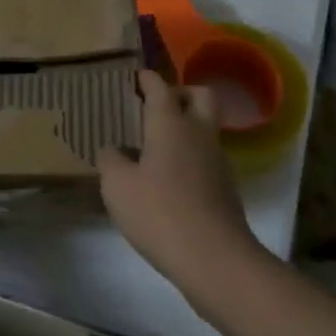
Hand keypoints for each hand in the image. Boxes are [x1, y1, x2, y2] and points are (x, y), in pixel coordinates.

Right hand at [97, 70, 265, 306]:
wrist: (214, 259)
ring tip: (155, 144)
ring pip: (205, 127)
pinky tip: (167, 177)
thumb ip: (110, 160)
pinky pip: (206, 156)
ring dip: (185, 126)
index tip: (136, 76)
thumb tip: (112, 149)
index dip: (147, 79)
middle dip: (180, 92)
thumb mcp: (117, 186)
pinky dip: (189, 155)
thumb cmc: (159, 212)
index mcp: (170, 124)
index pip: (160, 88)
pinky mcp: (224, 188)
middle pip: (200, 96)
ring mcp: (217, 161)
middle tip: (156, 104)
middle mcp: (198, 134)